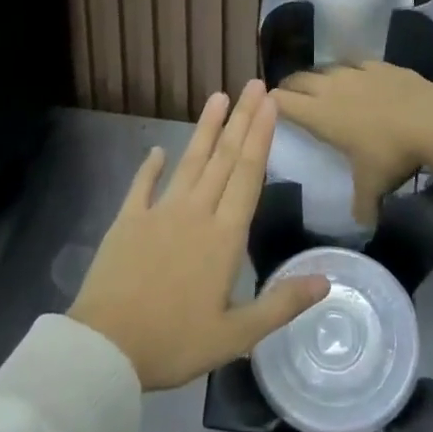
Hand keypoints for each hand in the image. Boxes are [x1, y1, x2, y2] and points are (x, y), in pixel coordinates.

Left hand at [69, 81, 330, 389]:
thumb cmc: (174, 342)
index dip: (261, 136)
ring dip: (205, 129)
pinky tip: (157, 149)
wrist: (105, 346)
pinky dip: (150, 166)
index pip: (248, 175)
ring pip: (189, 162)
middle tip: (253, 85)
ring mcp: (158, 213)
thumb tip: (326, 281)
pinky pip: (142, 185)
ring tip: (217, 97)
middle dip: (241, 120)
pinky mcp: (127, 221)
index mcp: (224, 237)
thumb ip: (281, 305)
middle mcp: (195, 213)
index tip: (270, 103)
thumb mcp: (236, 336)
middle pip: (223, 158)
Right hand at [274, 63, 432, 225]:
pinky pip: (356, 64)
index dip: (271, 103)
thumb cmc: (391, 153)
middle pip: (299, 79)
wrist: (432, 119)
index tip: (267, 107)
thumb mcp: (373, 185)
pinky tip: (358, 78)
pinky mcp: (379, 65)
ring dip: (319, 77)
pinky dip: (351, 71)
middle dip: (290, 86)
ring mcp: (356, 73)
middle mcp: (331, 88)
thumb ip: (363, 204)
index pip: (283, 103)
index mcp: (320, 115)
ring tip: (321, 86)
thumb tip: (363, 224)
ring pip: (326, 68)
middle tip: (288, 95)